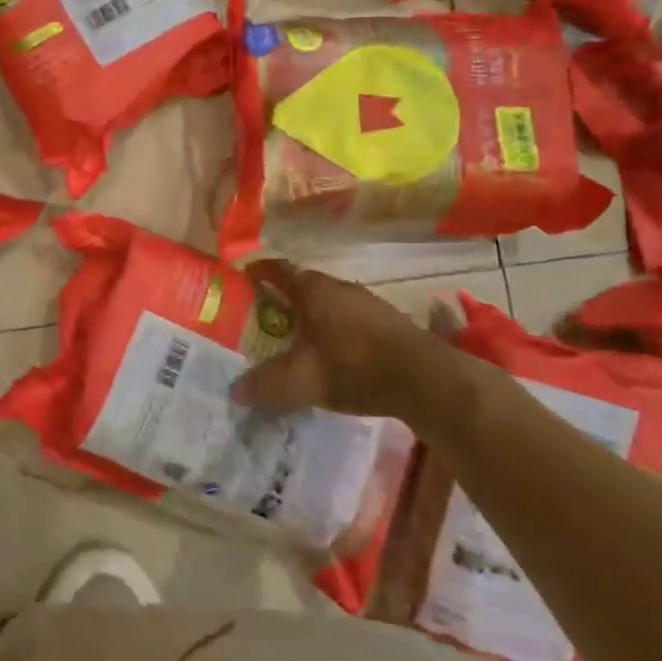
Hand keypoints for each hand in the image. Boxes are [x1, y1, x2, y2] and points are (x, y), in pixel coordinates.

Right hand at [231, 261, 490, 425]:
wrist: (425, 380)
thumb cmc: (353, 366)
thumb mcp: (302, 380)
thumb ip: (266, 384)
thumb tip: (235, 391)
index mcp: (313, 289)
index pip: (277, 269)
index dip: (258, 274)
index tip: (242, 282)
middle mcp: (339, 287)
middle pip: (302, 287)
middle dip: (282, 301)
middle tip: (262, 321)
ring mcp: (368, 303)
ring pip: (328, 304)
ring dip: (311, 318)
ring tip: (295, 342)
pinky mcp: (388, 323)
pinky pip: (349, 320)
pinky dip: (335, 331)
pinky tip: (333, 357)